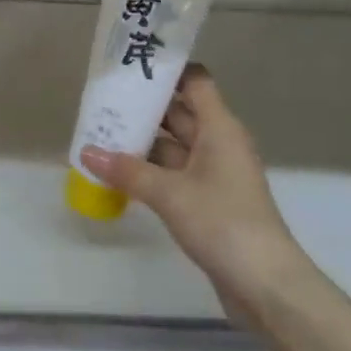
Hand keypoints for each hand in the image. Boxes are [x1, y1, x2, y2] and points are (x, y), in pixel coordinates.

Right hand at [79, 67, 301, 318]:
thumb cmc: (222, 222)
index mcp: (220, 128)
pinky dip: (150, 170)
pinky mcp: (209, 200)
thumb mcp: (170, 194)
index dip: (168, 70)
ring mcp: (215, 173)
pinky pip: (175, 173)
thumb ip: (127, 171)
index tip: (132, 66)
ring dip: (143, 142)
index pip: (195, 82)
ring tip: (101, 133)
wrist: (265, 284)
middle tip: (103, 99)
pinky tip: (119, 172)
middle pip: (180, 112)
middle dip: (144, 107)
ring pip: (174, 145)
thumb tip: (86, 152)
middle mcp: (219, 143)